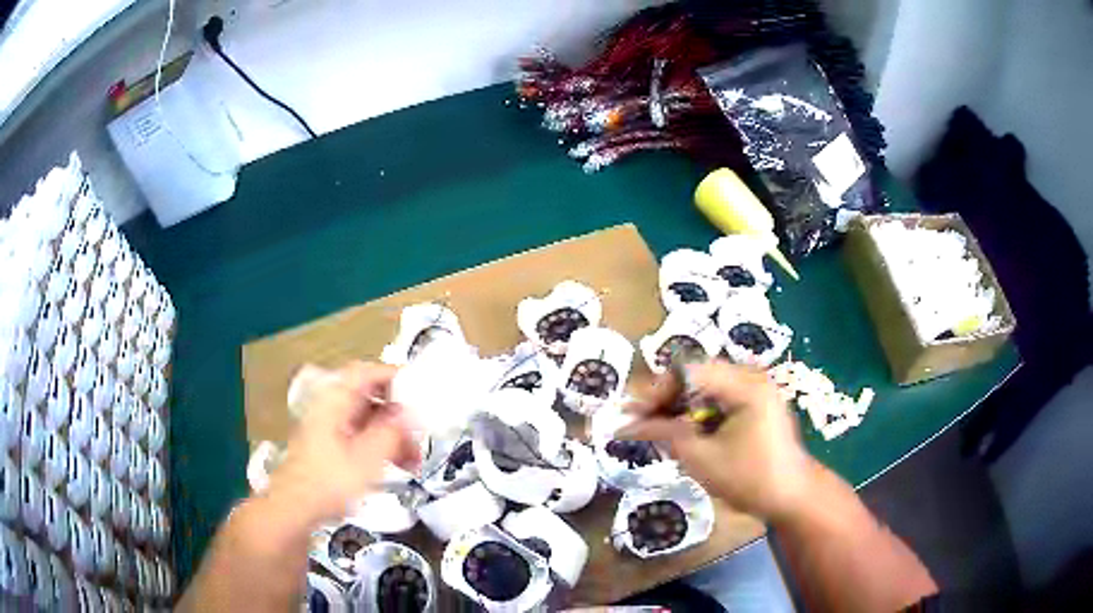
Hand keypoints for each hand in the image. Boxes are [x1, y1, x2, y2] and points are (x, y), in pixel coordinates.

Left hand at [265, 362, 420, 524]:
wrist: (295, 507)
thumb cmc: (328, 481)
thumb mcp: (369, 457)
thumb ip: (393, 432)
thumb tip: (412, 414)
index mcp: (336, 400)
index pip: (369, 372)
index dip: (396, 376)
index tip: (420, 390)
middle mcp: (331, 407)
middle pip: (371, 397)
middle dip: (399, 416)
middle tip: (419, 434)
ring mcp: (328, 426)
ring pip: (368, 419)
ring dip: (393, 435)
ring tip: (413, 460)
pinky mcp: (329, 445)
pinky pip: (361, 435)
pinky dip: (380, 446)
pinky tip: (395, 466)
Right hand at [620, 361, 815, 520]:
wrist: (792, 498)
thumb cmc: (750, 479)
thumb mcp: (702, 458)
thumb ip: (665, 434)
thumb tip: (626, 426)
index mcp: (745, 385)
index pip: (689, 371)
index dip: (657, 391)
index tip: (634, 417)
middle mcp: (751, 377)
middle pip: (696, 375)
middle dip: (665, 399)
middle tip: (639, 422)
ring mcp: (755, 390)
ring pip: (704, 387)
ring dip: (678, 406)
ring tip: (653, 427)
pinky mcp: (755, 404)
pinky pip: (718, 399)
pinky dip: (696, 413)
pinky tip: (680, 431)